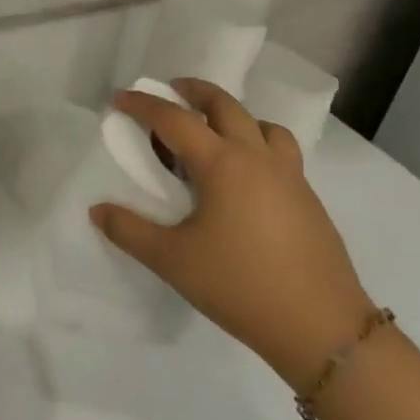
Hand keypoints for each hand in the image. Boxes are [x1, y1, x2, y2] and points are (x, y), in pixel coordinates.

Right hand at [92, 78, 374, 389]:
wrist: (322, 328)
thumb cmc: (239, 285)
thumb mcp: (172, 260)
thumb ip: (129, 230)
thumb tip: (97, 211)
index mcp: (223, 164)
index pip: (175, 119)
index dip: (143, 105)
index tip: (120, 98)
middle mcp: (258, 158)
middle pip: (226, 106)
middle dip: (195, 91)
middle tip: (172, 90)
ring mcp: (290, 177)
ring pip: (263, 125)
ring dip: (234, 116)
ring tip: (214, 132)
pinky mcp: (309, 200)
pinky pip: (281, 152)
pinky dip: (258, 143)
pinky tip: (245, 178)